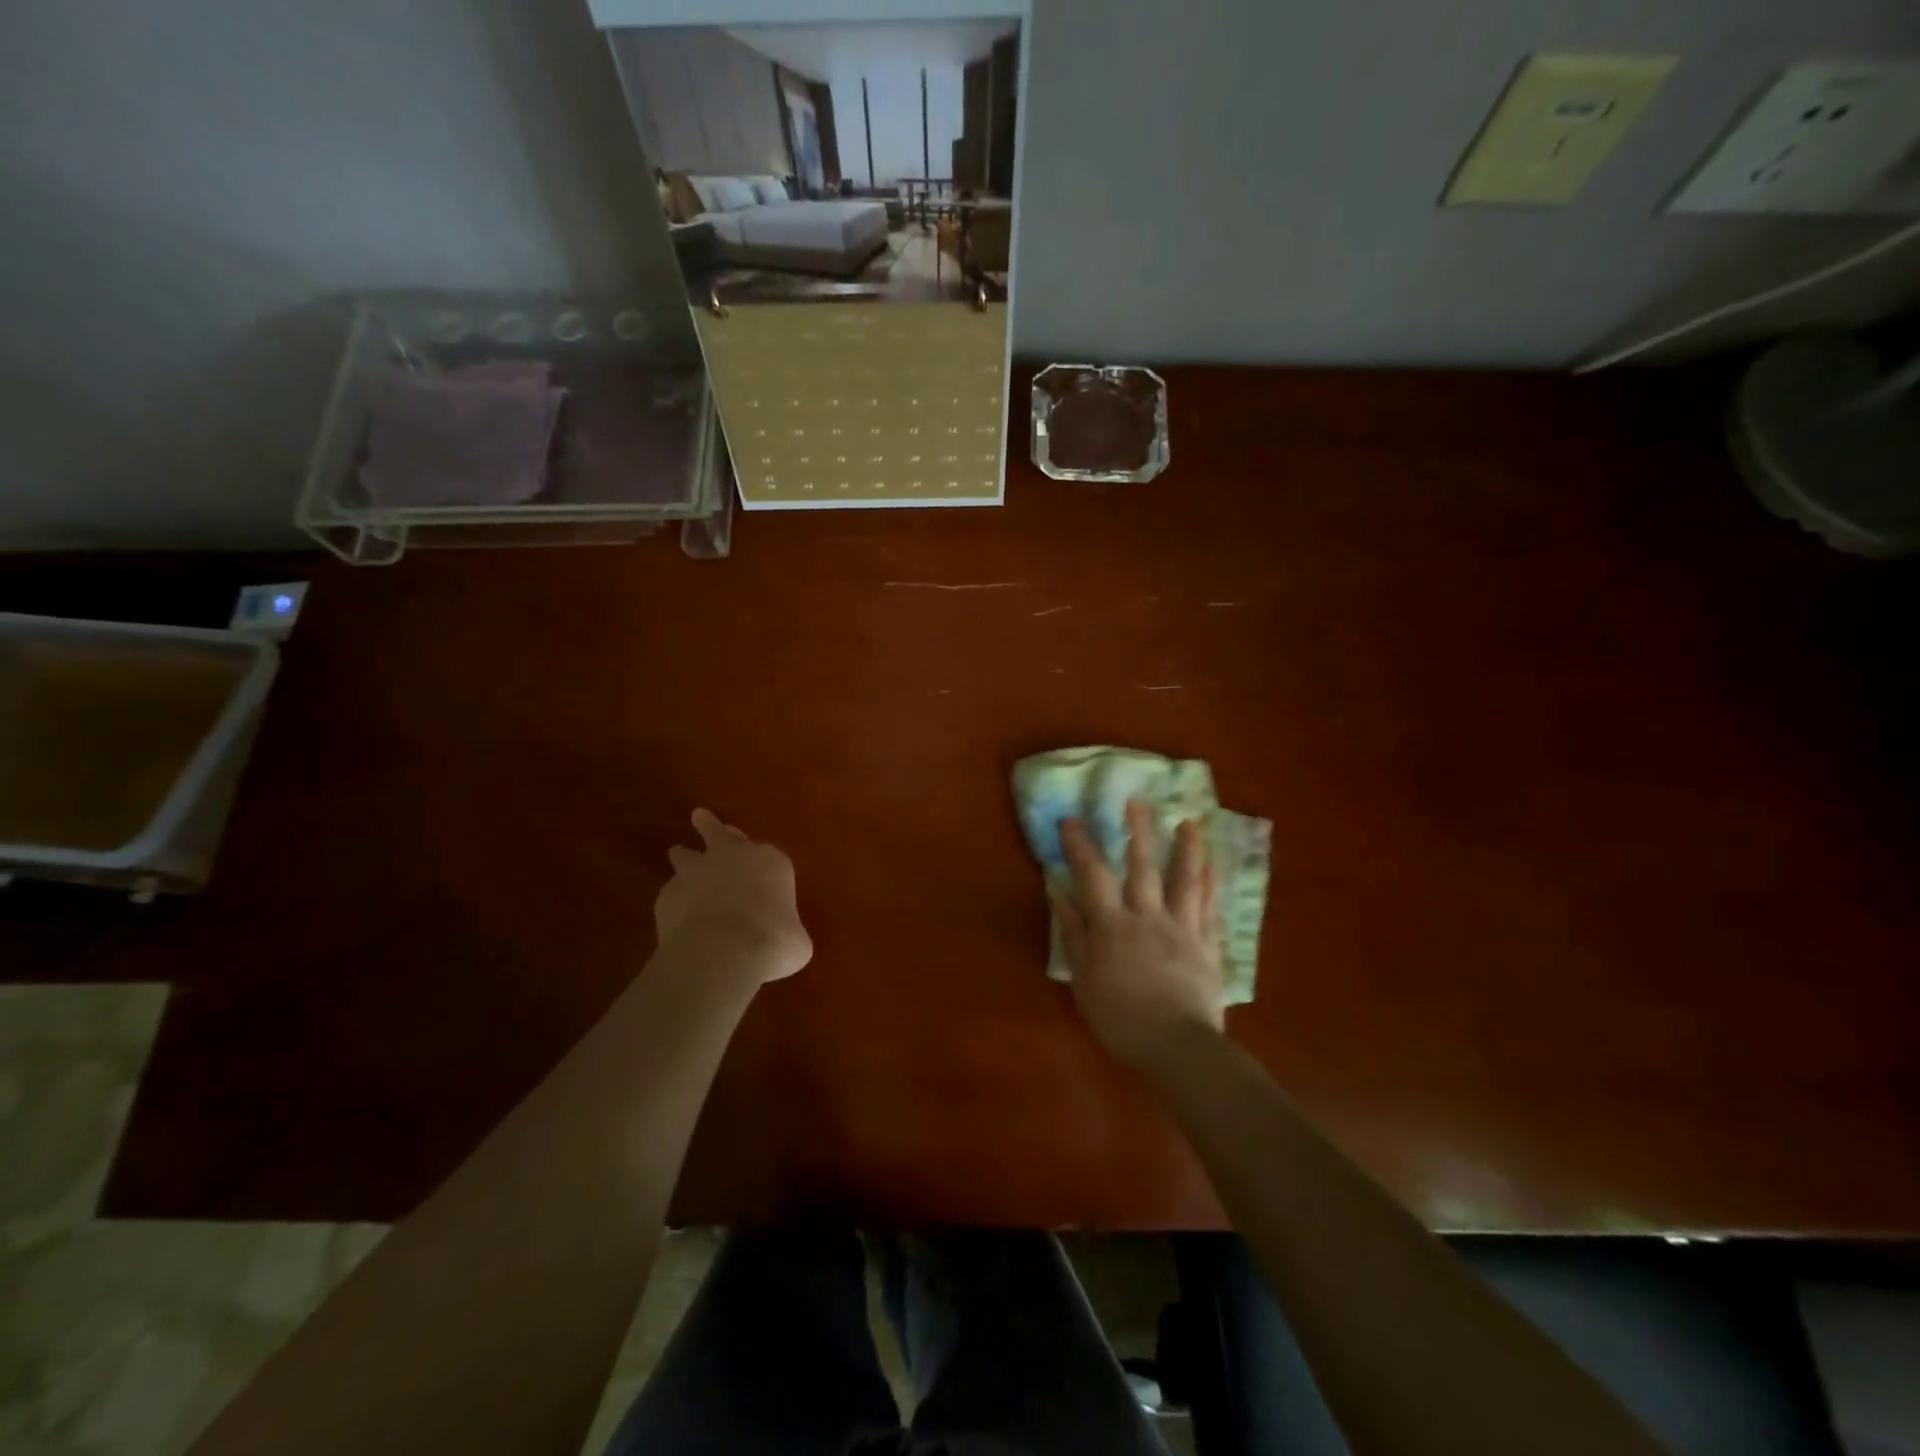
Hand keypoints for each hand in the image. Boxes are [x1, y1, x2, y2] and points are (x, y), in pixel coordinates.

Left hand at [656, 809, 812, 982]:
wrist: (723, 951)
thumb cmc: (773, 941)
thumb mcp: (796, 941)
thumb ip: (787, 931)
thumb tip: (784, 940)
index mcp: (771, 862)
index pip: (768, 854)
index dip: (762, 863)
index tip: (760, 871)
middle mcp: (732, 857)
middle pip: (719, 833)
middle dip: (711, 826)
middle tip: (700, 817)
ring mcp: (695, 872)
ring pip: (685, 854)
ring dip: (684, 857)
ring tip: (678, 855)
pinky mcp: (667, 894)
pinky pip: (671, 892)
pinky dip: (675, 901)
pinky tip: (677, 917)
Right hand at [1054, 799, 1224, 1073]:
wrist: (1177, 1047)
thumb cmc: (1120, 1018)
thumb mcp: (1083, 978)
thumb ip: (1073, 932)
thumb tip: (1058, 891)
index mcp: (1113, 925)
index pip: (1092, 875)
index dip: (1080, 845)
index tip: (1072, 819)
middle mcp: (1148, 916)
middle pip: (1142, 866)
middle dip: (1137, 831)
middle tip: (1136, 801)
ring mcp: (1183, 929)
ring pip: (1185, 880)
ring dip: (1186, 849)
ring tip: (1189, 823)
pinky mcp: (1208, 946)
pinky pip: (1211, 909)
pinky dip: (1212, 885)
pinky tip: (1214, 867)